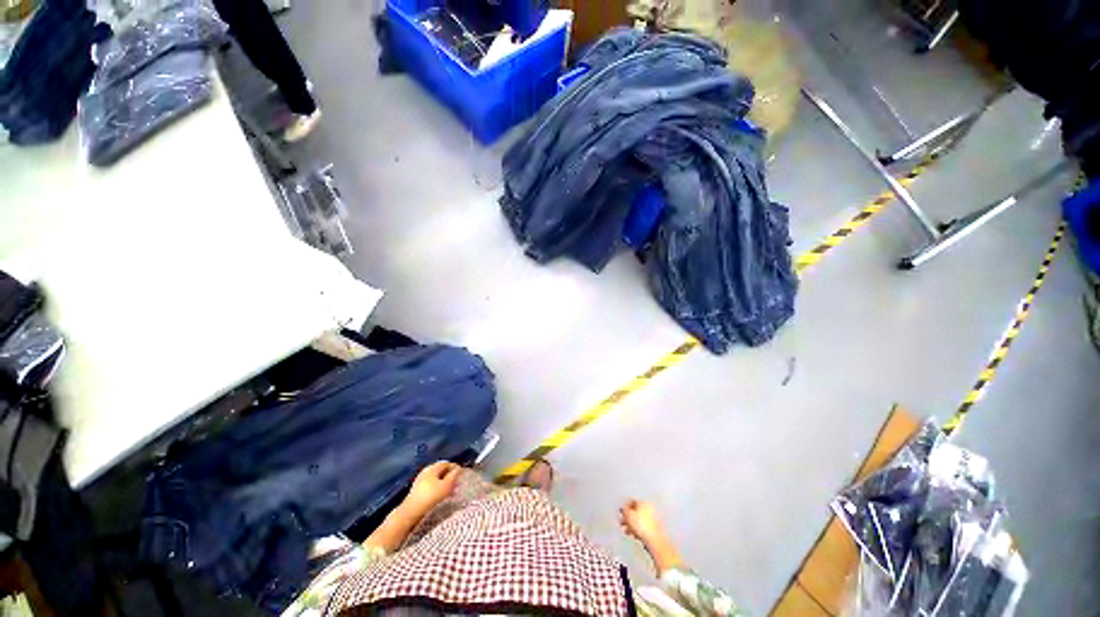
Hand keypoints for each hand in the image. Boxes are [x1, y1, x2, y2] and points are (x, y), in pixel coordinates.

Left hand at [401, 461, 460, 519]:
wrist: (411, 512)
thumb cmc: (431, 496)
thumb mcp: (446, 486)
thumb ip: (454, 476)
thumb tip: (458, 469)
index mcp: (432, 467)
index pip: (446, 463)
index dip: (455, 467)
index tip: (461, 474)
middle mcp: (425, 471)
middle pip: (441, 471)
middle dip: (450, 476)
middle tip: (457, 483)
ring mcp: (420, 481)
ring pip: (436, 479)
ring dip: (444, 483)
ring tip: (451, 491)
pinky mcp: (417, 491)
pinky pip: (431, 486)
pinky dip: (438, 488)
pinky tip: (441, 496)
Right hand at [620, 500, 681, 575]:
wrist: (655, 541)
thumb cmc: (642, 526)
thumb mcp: (628, 515)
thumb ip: (624, 510)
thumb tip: (623, 508)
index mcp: (644, 502)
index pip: (631, 502)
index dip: (625, 508)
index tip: (621, 514)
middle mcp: (650, 508)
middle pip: (636, 511)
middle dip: (628, 518)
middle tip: (622, 524)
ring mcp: (654, 519)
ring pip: (639, 520)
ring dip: (632, 526)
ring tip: (628, 532)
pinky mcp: (655, 529)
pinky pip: (644, 527)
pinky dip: (638, 531)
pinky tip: (635, 536)